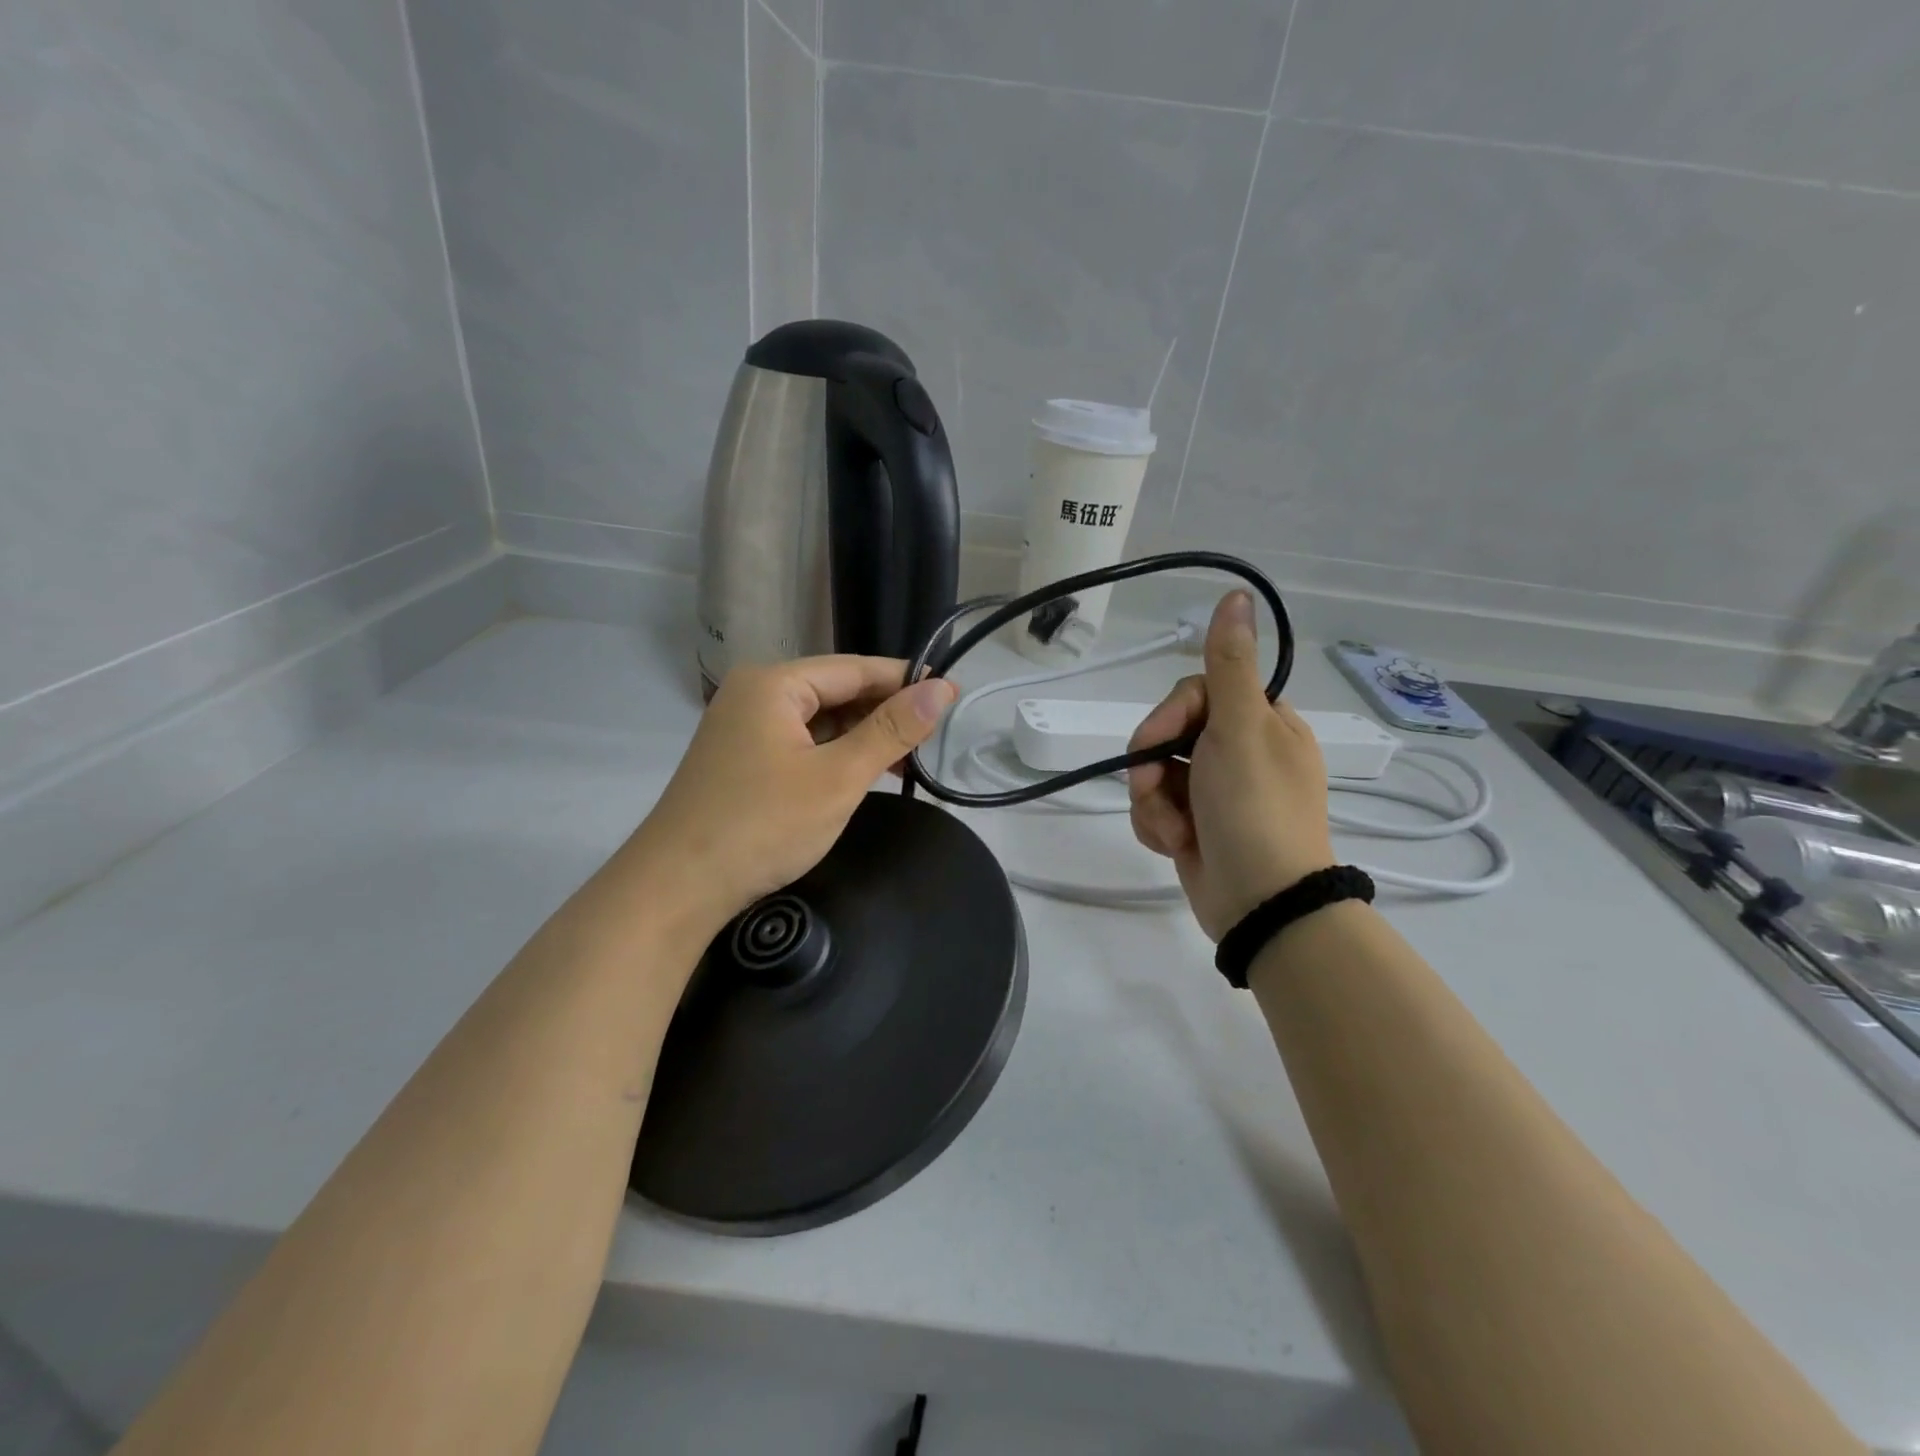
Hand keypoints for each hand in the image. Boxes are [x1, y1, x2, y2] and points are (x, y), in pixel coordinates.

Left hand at [626, 657, 955, 930]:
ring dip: (862, 737)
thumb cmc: (763, 826)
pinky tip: (863, 773)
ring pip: (820, 720)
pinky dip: (834, 755)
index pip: (855, 668)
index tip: (953, 696)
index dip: (906, 681)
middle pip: (836, 691)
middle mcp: (755, 694)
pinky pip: (801, 743)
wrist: (677, 889)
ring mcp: (744, 727)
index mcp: (774, 683)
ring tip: (907, 761)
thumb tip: (941, 689)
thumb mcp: (838, 777)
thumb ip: (891, 730)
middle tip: (935, 737)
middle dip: (885, 713)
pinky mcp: (742, 759)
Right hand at [1127, 592, 1335, 940]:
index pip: (1196, 694)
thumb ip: (1229, 663)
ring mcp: (1217, 793)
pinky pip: (1156, 809)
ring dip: (1152, 801)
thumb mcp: (1240, 728)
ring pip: (1155, 775)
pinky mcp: (1196, 827)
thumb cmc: (1254, 809)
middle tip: (1155, 788)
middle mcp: (1242, 753)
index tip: (1158, 739)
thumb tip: (1237, 592)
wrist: (1260, 903)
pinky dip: (1157, 825)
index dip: (1169, 716)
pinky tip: (1174, 844)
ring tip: (1173, 830)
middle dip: (1152, 766)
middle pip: (1169, 735)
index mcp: (1263, 724)